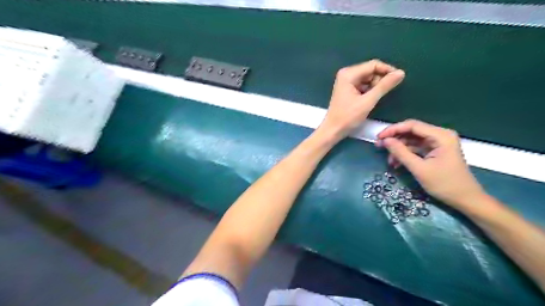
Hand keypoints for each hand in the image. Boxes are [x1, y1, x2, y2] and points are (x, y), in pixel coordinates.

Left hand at [321, 60, 403, 141]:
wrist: (333, 130)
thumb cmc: (348, 117)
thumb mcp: (368, 101)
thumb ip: (384, 86)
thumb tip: (401, 73)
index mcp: (349, 74)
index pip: (373, 65)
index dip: (387, 70)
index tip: (398, 79)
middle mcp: (346, 74)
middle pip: (370, 71)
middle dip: (379, 80)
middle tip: (381, 94)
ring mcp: (346, 81)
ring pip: (368, 78)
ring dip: (375, 87)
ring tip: (373, 100)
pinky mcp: (347, 89)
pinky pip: (363, 85)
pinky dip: (369, 91)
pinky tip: (368, 100)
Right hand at [378, 120, 487, 207]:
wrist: (465, 199)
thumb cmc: (445, 184)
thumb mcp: (419, 169)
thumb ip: (401, 152)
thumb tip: (385, 140)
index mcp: (441, 136)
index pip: (412, 125)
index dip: (393, 129)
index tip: (378, 138)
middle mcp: (440, 135)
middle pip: (411, 132)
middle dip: (394, 139)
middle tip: (379, 147)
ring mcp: (437, 143)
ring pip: (412, 140)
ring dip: (399, 149)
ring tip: (389, 160)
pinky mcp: (435, 151)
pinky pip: (416, 148)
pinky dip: (406, 154)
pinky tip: (397, 163)